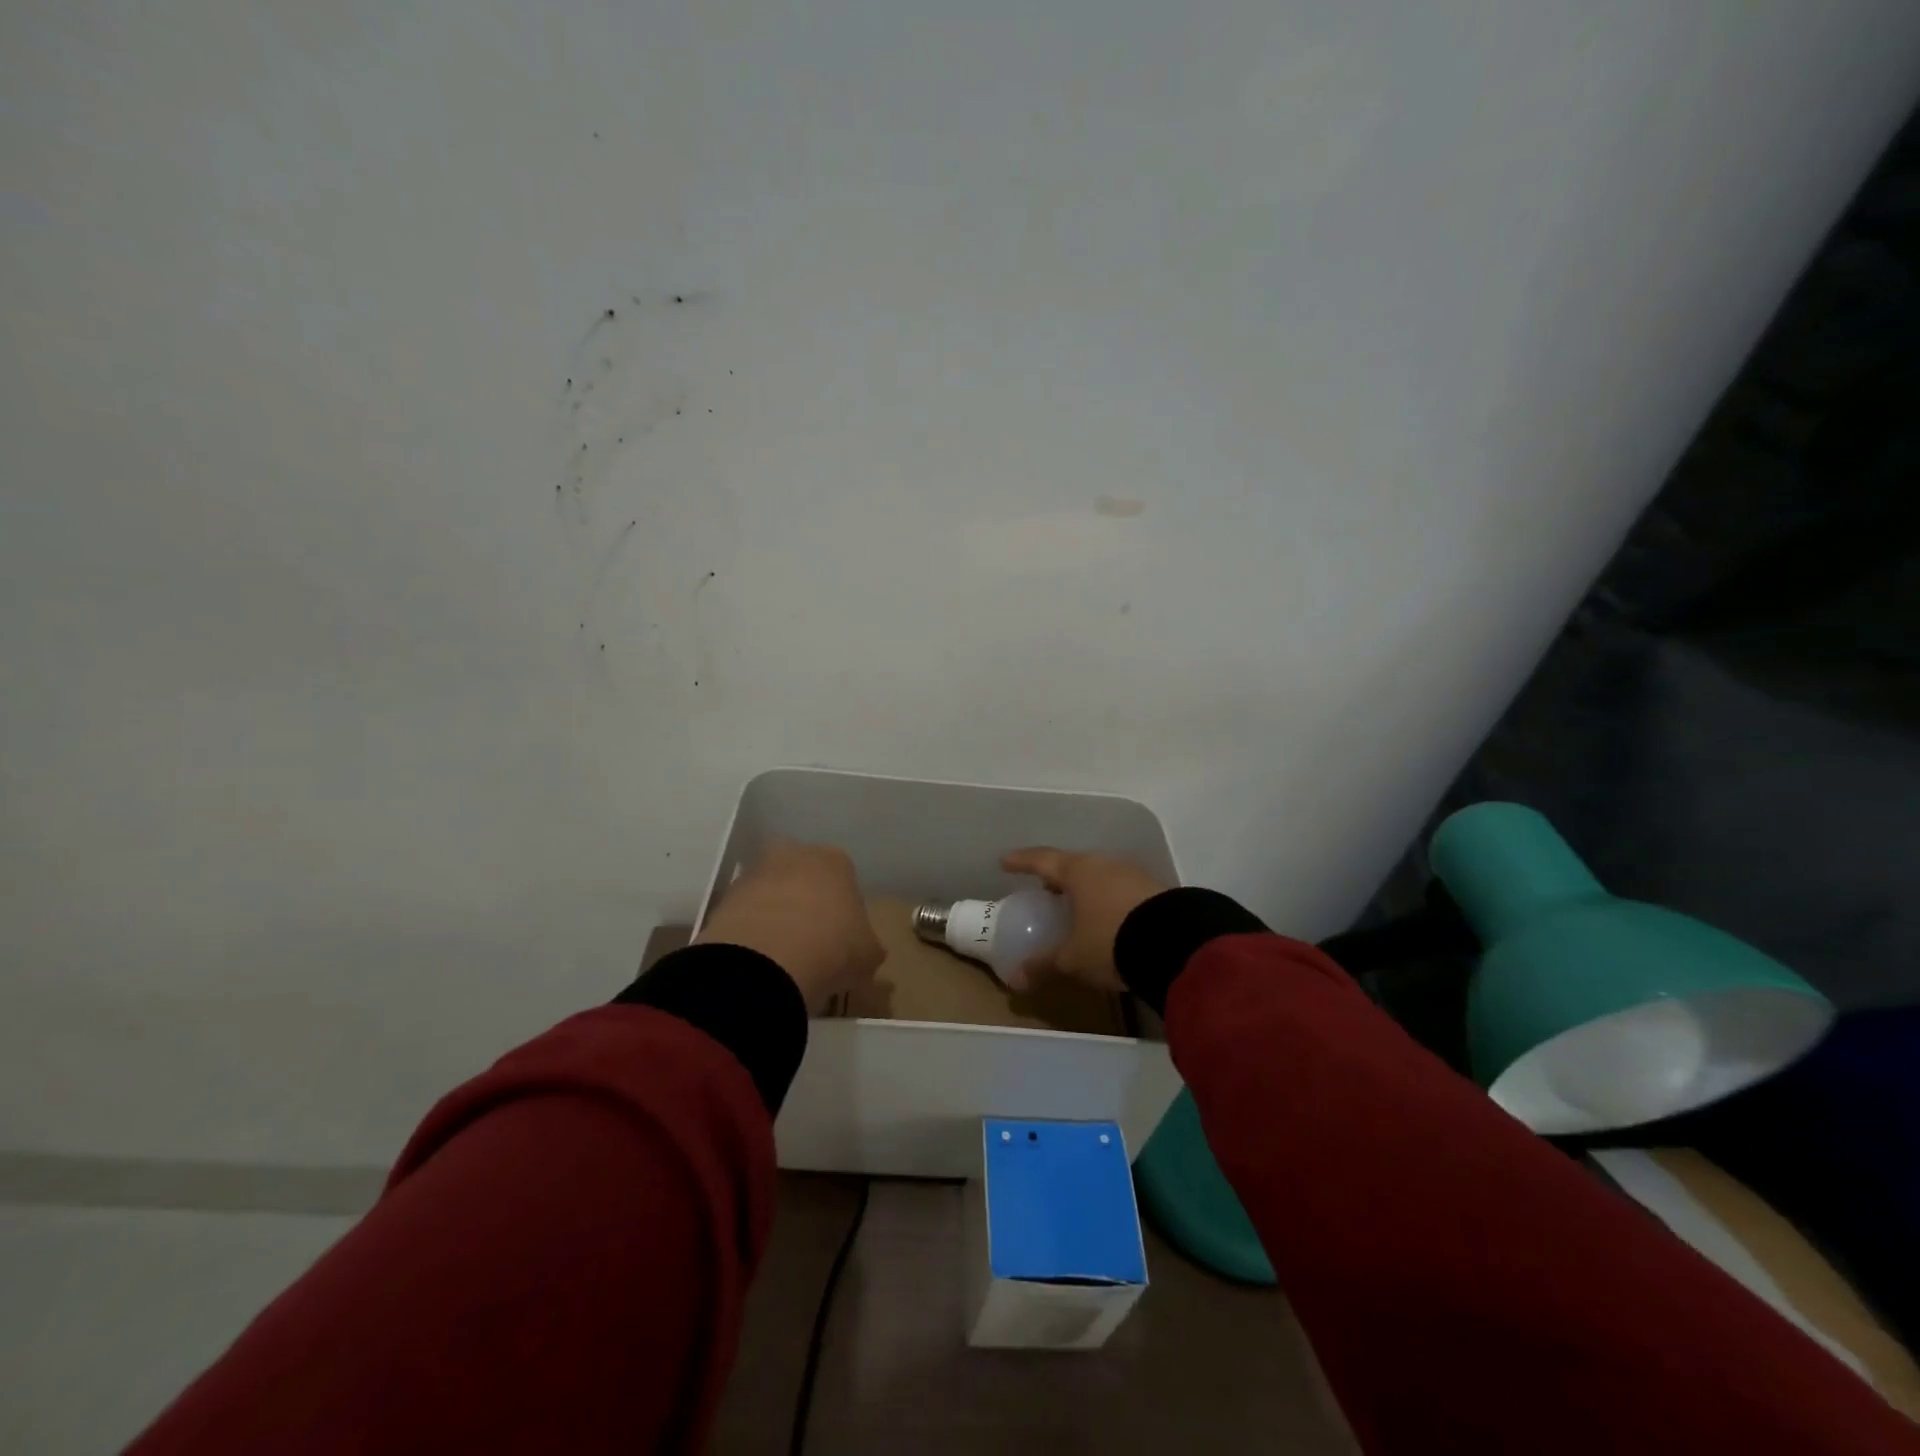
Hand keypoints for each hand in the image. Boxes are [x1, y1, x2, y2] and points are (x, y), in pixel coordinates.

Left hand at [697, 841, 883, 1012]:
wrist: (764, 963)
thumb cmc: (832, 948)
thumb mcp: (868, 954)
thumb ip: (868, 945)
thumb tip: (865, 949)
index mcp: (836, 860)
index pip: (845, 878)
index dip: (845, 909)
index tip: (843, 937)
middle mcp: (794, 854)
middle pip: (803, 877)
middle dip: (806, 902)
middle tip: (811, 940)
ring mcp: (754, 873)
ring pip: (771, 892)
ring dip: (775, 915)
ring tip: (781, 956)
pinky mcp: (723, 899)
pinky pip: (745, 914)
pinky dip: (751, 932)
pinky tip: (758, 960)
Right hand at [998, 847, 1168, 992]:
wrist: (1178, 944)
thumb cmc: (1111, 941)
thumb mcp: (1074, 958)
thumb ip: (1045, 963)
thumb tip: (1016, 978)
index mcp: (1078, 871)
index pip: (1043, 860)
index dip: (1022, 861)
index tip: (1005, 862)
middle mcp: (1105, 864)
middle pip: (1075, 865)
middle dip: (1059, 878)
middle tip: (1046, 889)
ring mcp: (1135, 875)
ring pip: (1102, 876)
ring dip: (1088, 889)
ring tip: (1078, 907)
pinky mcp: (1158, 890)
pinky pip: (1123, 890)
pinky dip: (1110, 900)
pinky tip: (1112, 919)